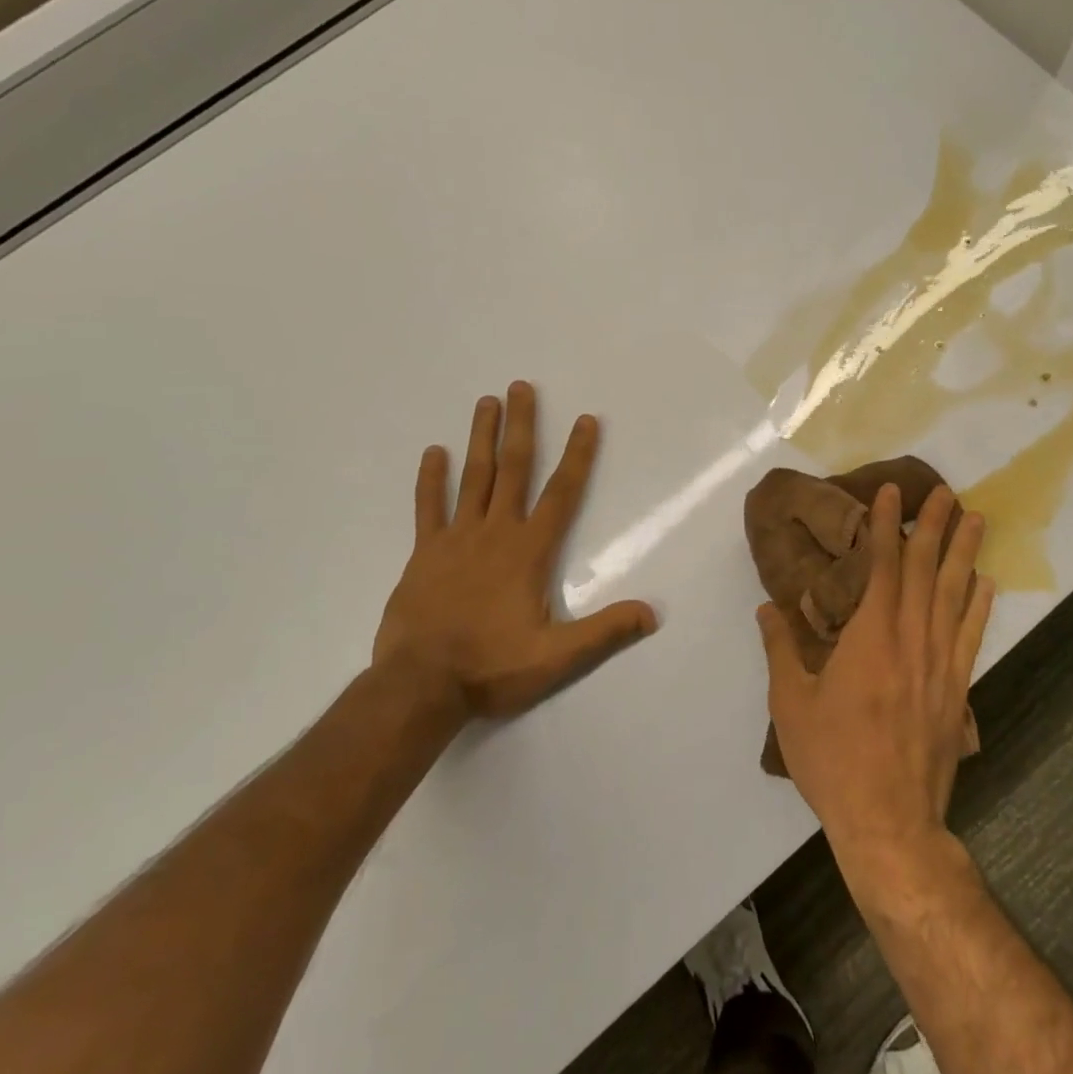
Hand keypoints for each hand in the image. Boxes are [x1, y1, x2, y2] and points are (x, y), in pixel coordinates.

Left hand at [372, 382, 658, 722]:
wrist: (419, 686)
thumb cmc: (491, 667)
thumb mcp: (556, 658)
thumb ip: (604, 632)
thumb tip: (653, 613)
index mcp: (529, 552)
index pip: (562, 493)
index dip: (578, 455)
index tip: (586, 420)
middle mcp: (495, 533)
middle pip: (513, 469)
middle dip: (522, 426)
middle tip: (521, 387)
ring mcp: (455, 539)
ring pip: (473, 478)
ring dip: (481, 438)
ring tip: (486, 402)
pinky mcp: (424, 553)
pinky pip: (428, 507)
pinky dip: (431, 479)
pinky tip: (433, 452)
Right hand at [757, 483, 993, 860]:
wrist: (889, 822)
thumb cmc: (833, 759)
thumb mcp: (790, 703)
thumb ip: (780, 649)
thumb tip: (766, 608)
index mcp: (870, 637)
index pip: (883, 567)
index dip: (887, 527)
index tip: (893, 494)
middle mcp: (911, 640)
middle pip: (927, 572)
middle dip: (936, 528)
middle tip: (948, 492)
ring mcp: (940, 665)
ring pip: (956, 597)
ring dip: (966, 555)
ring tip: (977, 520)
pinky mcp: (957, 690)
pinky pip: (970, 636)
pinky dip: (980, 606)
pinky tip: (987, 584)